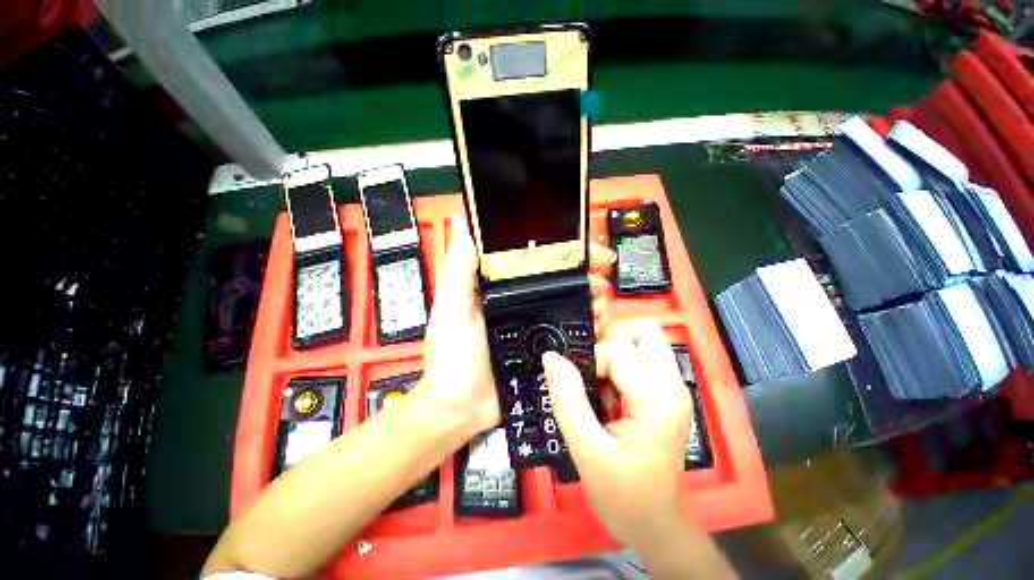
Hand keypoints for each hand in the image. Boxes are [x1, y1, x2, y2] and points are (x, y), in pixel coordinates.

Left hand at [421, 215, 614, 436]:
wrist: (460, 408)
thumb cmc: (451, 355)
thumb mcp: (450, 306)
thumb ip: (459, 267)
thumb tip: (460, 220)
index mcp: (499, 286)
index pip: (534, 257)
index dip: (560, 249)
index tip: (586, 247)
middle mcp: (519, 300)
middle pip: (557, 279)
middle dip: (583, 274)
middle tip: (601, 277)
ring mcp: (534, 324)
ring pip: (568, 303)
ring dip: (589, 297)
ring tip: (601, 300)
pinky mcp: (543, 347)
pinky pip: (570, 331)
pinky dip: (587, 325)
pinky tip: (598, 324)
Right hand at [542, 319, 692, 551]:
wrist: (656, 524)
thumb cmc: (623, 495)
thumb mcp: (586, 449)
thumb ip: (567, 399)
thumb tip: (551, 357)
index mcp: (656, 398)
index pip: (617, 349)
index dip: (591, 360)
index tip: (579, 386)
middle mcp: (672, 384)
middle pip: (643, 329)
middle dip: (609, 338)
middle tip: (589, 365)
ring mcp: (674, 387)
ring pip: (644, 339)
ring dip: (615, 348)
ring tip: (596, 379)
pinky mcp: (668, 393)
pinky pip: (643, 356)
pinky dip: (621, 361)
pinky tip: (608, 391)